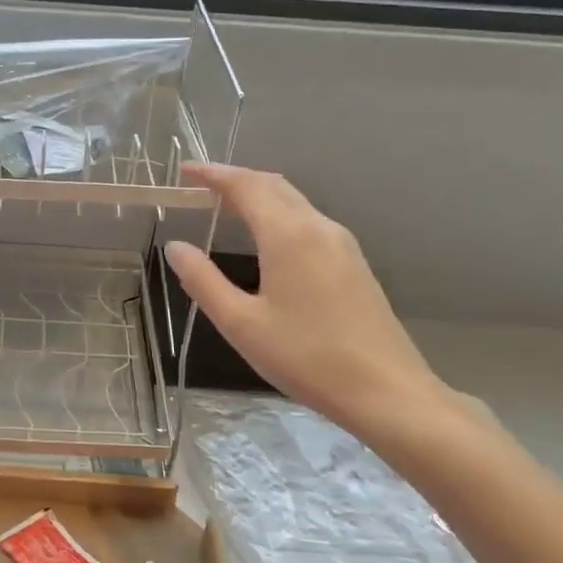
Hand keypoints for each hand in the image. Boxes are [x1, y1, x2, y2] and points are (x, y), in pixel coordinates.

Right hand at [165, 164, 460, 449]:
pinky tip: (265, 237)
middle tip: (199, 186)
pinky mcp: (354, 263)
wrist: (387, 391)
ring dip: (258, 195)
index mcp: (288, 235)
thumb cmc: (306, 357)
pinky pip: (308, 221)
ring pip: (294, 201)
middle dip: (234, 179)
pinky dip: (278, 213)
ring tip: (225, 206)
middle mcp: (318, 227)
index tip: (184, 171)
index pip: (245, 186)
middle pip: (272, 185)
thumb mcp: (240, 323)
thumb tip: (175, 247)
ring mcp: (341, 244)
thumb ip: (203, 280)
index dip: (212, 174)